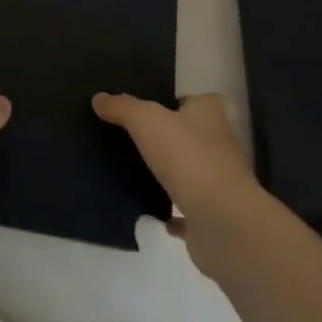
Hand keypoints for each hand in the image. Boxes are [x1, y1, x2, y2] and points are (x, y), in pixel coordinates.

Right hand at [93, 92, 266, 277]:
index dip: (175, 99)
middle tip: (131, 134)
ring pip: (189, 171)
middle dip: (167, 136)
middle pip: (191, 134)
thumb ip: (123, 107)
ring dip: (169, 172)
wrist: (223, 223)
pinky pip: (187, 210)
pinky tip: (150, 209)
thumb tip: (99, 98)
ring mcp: (218, 183)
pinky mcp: (212, 217)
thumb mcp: (147, 121)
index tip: (147, 103)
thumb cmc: (189, 158)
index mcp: (209, 115)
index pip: (196, 99)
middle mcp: (219, 145)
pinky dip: (171, 211)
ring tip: (133, 169)